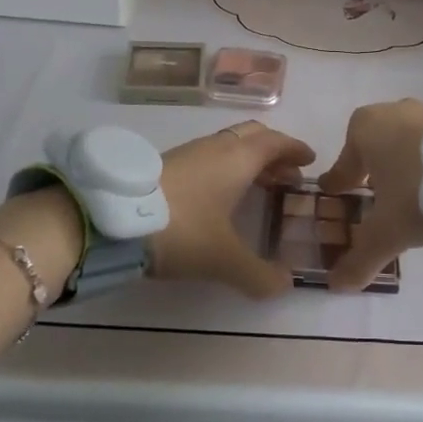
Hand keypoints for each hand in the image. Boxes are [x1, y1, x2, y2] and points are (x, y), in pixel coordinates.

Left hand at [148, 120, 314, 298]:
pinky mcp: (167, 164)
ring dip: (249, 159)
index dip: (295, 149)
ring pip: (229, 145)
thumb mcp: (224, 259)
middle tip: (288, 174)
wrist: (113, 218)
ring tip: (258, 185)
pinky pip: (210, 156)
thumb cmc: (182, 229)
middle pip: (253, 136)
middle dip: (274, 151)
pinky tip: (219, 193)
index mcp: (238, 158)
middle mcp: (217, 147)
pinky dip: (226, 167)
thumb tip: (286, 285)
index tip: (309, 159)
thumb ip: (258, 275)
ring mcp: (190, 152)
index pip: (276, 142)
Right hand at [316, 99, 422, 292]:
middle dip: (372, 169)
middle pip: (374, 146)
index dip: (341, 180)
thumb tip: (336, 285)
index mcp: (364, 128)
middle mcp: (393, 112)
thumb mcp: (387, 233)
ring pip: (405, 142)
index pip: (344, 161)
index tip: (337, 192)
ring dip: (403, 164)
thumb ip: (360, 258)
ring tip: (410, 193)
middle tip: (374, 195)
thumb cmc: (419, 192)